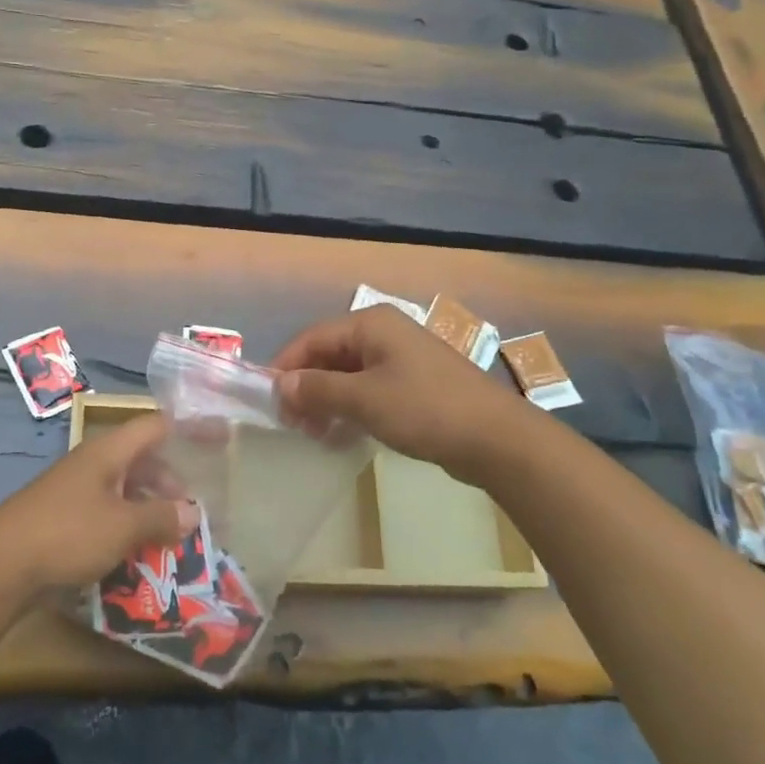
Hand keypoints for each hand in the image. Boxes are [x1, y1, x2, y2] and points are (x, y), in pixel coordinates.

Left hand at [0, 413, 200, 592]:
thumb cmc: (67, 533)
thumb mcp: (122, 526)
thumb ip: (160, 517)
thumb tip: (193, 511)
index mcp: (108, 452)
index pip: (155, 426)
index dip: (187, 427)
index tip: (218, 435)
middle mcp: (92, 464)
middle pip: (141, 460)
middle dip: (169, 483)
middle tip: (192, 512)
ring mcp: (75, 491)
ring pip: (124, 490)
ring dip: (148, 510)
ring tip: (171, 538)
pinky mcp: (64, 519)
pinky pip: (106, 514)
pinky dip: (127, 528)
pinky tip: (137, 554)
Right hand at [272, 306, 527, 481]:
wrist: (496, 439)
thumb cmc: (424, 408)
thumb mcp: (363, 399)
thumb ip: (317, 389)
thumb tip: (280, 384)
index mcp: (370, 324)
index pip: (312, 338)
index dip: (286, 366)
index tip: (268, 399)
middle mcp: (383, 334)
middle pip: (329, 355)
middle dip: (306, 387)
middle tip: (291, 423)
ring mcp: (400, 360)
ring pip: (348, 375)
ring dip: (326, 402)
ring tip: (313, 434)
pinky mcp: (413, 385)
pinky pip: (368, 391)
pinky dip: (350, 409)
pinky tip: (340, 436)